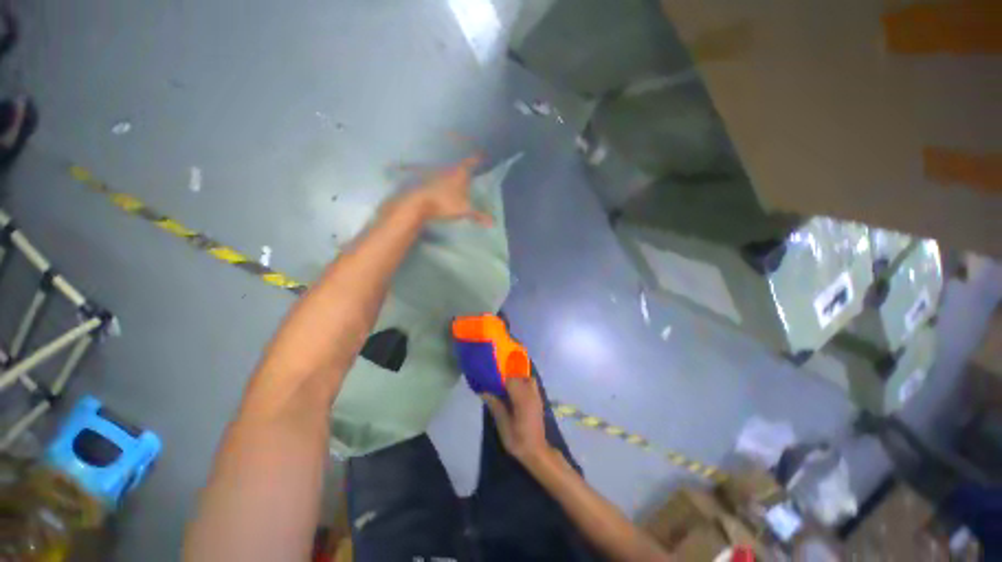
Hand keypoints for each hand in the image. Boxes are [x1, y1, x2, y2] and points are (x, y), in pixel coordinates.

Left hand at [394, 155, 492, 225]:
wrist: (418, 203)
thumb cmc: (445, 203)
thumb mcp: (464, 210)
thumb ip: (479, 215)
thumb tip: (493, 223)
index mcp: (460, 172)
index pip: (472, 161)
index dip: (478, 158)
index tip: (483, 155)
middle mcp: (449, 169)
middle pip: (460, 165)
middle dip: (466, 167)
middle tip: (472, 170)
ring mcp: (436, 173)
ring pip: (448, 171)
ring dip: (453, 174)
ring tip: (458, 180)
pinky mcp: (425, 180)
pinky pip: (437, 178)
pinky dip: (441, 180)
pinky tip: (442, 187)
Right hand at [482, 378, 552, 467]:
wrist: (536, 452)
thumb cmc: (518, 440)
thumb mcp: (503, 425)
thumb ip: (495, 405)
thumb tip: (484, 392)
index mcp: (522, 398)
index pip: (511, 379)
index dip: (499, 377)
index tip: (489, 379)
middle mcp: (531, 393)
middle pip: (518, 376)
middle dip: (506, 377)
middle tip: (495, 383)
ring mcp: (536, 395)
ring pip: (526, 378)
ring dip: (516, 379)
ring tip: (504, 387)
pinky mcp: (538, 399)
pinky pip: (530, 384)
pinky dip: (522, 383)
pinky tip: (514, 393)